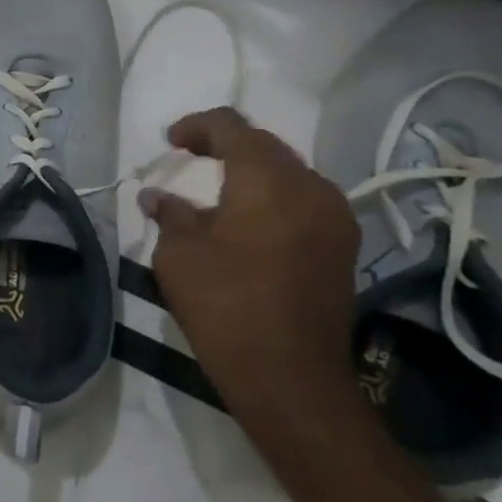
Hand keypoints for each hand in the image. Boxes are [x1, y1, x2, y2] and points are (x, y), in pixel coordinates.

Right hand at [141, 107, 360, 430]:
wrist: (289, 375)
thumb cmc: (224, 304)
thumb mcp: (178, 254)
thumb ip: (170, 214)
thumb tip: (158, 198)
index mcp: (268, 180)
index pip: (232, 127)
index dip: (197, 126)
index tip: (170, 142)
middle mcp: (311, 188)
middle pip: (266, 146)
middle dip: (225, 146)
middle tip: (189, 159)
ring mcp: (335, 218)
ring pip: (289, 174)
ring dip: (252, 173)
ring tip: (217, 192)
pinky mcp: (343, 248)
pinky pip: (304, 202)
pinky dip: (273, 199)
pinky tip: (247, 223)